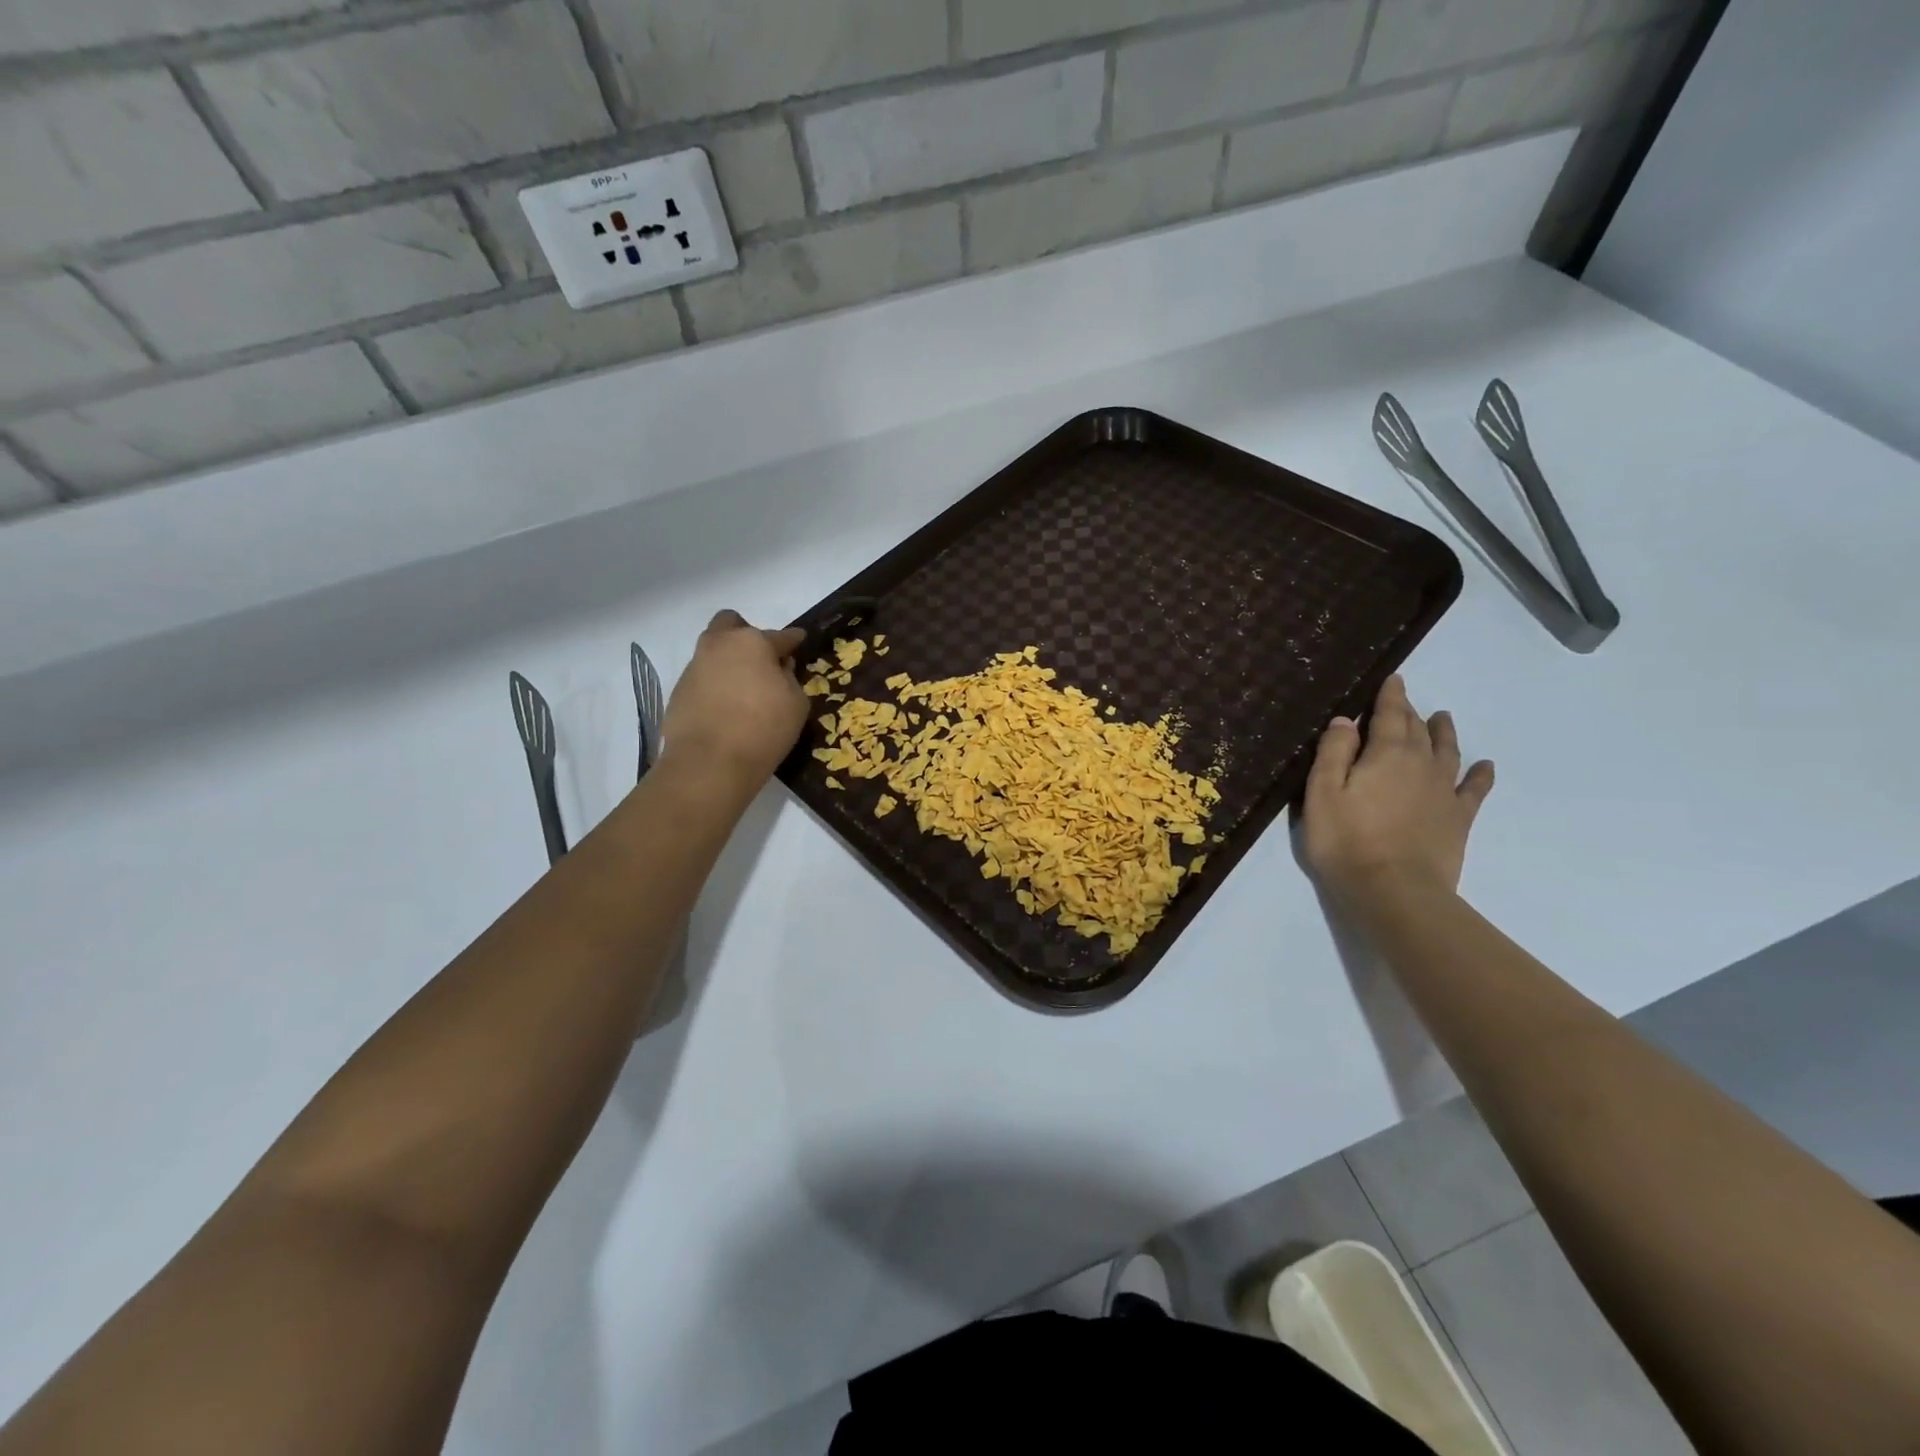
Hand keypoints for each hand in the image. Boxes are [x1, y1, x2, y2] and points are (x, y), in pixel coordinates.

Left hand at [659, 610, 808, 793]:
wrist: (709, 762)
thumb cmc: (764, 729)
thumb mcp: (796, 704)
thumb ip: (790, 678)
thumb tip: (779, 668)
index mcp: (753, 642)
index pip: (781, 636)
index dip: (793, 639)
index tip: (799, 640)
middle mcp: (720, 645)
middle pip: (731, 624)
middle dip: (746, 635)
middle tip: (760, 660)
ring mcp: (695, 666)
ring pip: (713, 650)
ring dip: (728, 660)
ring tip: (742, 688)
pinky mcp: (678, 690)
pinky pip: (702, 677)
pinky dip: (714, 684)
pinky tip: (725, 707)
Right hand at [1303, 675, 1494, 906]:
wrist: (1395, 891)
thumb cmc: (1347, 840)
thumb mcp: (1323, 793)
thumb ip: (1334, 753)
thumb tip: (1347, 720)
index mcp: (1386, 754)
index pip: (1390, 715)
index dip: (1391, 695)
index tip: (1394, 679)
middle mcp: (1421, 764)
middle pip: (1418, 730)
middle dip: (1411, 712)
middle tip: (1406, 701)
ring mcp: (1444, 792)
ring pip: (1448, 752)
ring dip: (1444, 733)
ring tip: (1443, 718)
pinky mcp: (1458, 818)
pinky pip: (1474, 789)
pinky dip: (1481, 774)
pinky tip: (1485, 766)